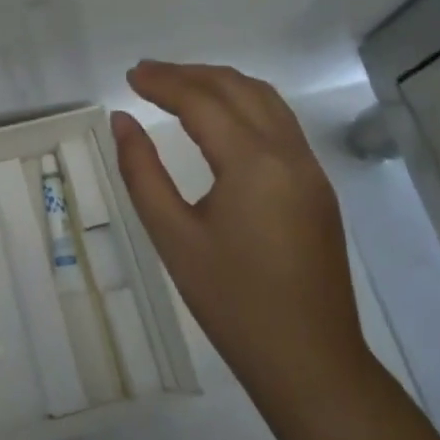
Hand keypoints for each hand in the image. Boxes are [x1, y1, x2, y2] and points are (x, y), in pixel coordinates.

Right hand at [111, 61, 368, 408]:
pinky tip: (219, 117)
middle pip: (236, 88)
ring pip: (264, 98)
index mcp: (254, 163)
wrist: (312, 366)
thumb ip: (142, 172)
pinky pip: (279, 121)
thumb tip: (122, 121)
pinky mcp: (317, 186)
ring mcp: (309, 169)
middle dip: (188, 74)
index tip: (130, 75)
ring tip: (179, 86)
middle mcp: (288, 153)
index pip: (202, 101)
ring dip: (219, 83)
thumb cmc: (234, 303)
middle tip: (147, 74)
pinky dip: (243, 102)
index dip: (163, 82)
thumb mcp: (173, 237)